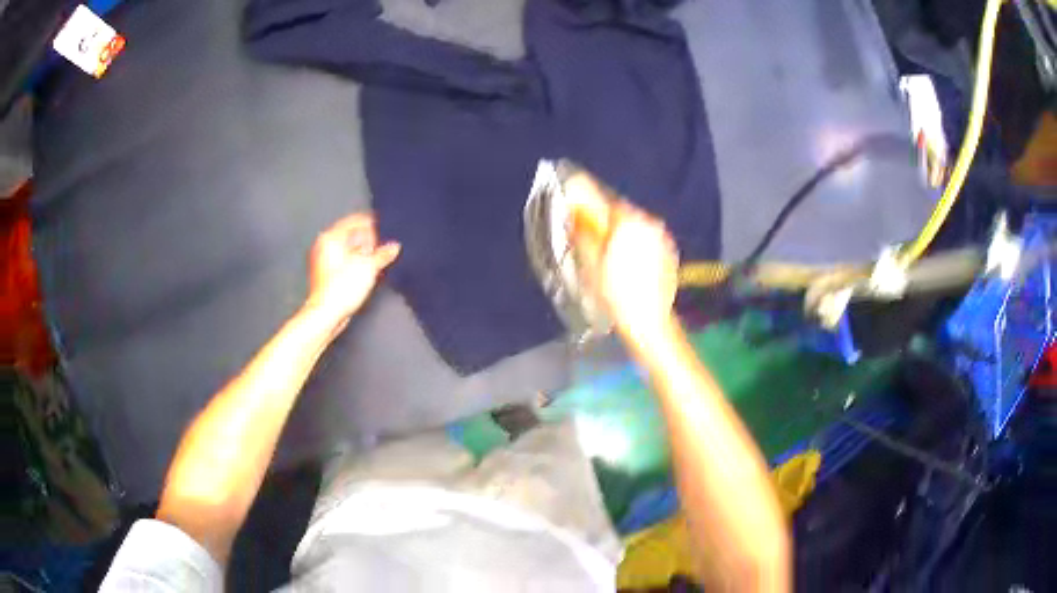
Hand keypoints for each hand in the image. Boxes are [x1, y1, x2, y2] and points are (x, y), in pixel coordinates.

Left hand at [306, 213, 400, 323]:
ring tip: (377, 261)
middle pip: (350, 236)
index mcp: (331, 237)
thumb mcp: (369, 267)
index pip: (354, 221)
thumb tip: (393, 248)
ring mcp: (324, 262)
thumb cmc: (339, 290)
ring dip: (363, 254)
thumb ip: (383, 254)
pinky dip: (356, 265)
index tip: (385, 229)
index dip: (372, 225)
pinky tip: (367, 272)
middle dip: (368, 241)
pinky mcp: (327, 276)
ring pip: (348, 250)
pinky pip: (344, 263)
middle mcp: (324, 246)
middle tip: (383, 246)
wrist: (326, 314)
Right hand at [566, 172, 678, 339]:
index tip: (580, 206)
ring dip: (622, 234)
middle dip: (607, 221)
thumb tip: (574, 213)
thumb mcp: (590, 263)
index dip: (591, 201)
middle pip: (623, 214)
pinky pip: (648, 241)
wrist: (649, 321)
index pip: (606, 200)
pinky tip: (628, 265)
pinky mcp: (670, 253)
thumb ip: (582, 232)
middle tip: (593, 236)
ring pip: (637, 228)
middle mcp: (650, 223)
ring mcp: (663, 238)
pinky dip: (636, 246)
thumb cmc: (615, 292)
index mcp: (629, 221)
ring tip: (609, 254)